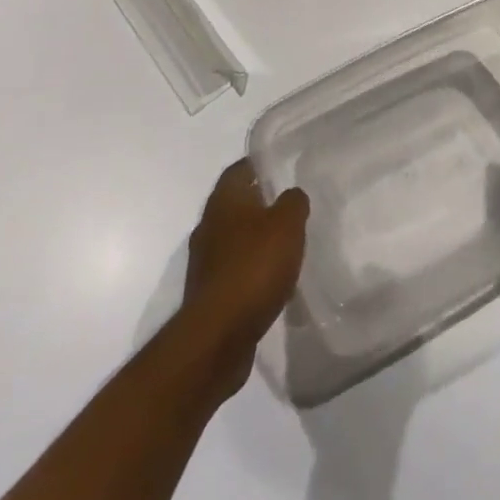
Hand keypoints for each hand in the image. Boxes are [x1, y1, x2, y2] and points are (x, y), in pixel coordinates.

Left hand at [179, 159, 308, 396]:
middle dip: (261, 203)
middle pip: (236, 204)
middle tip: (291, 206)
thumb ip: (294, 202)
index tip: (283, 167)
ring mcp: (206, 261)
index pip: (240, 168)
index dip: (261, 164)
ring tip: (287, 244)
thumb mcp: (288, 224)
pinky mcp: (209, 293)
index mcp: (224, 200)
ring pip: (235, 238)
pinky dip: (252, 270)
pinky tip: (274, 279)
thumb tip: (291, 196)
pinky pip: (235, 270)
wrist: (218, 335)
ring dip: (257, 240)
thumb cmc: (254, 266)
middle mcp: (208, 225)